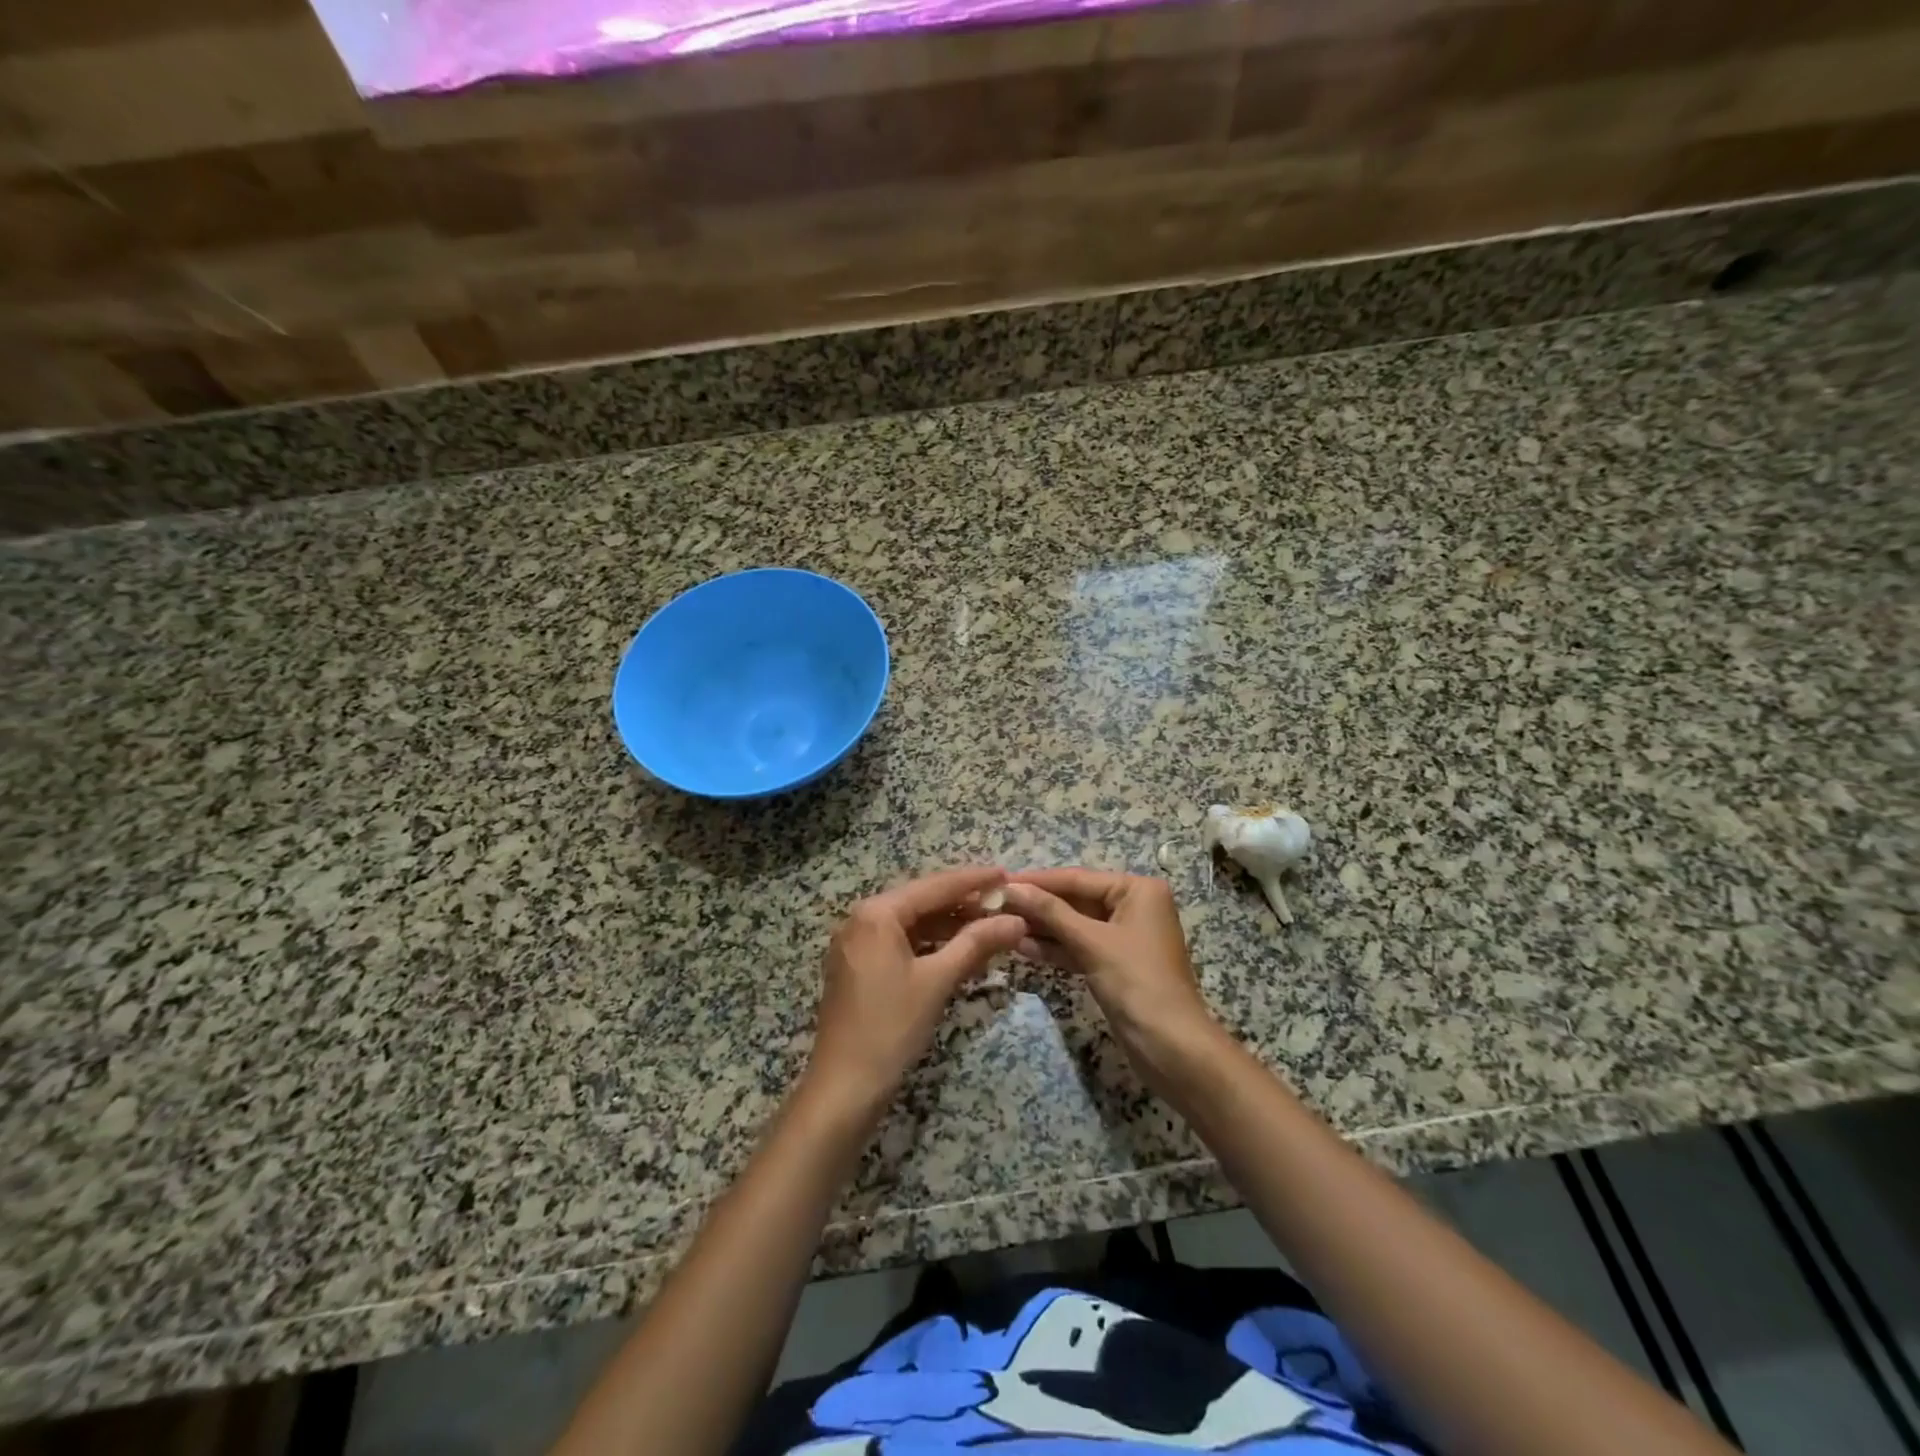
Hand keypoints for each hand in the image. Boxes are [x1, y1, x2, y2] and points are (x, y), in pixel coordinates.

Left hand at [804, 866, 1026, 1116]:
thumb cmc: (891, 1027)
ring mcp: (856, 943)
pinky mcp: (858, 966)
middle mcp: (861, 919)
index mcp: (876, 913)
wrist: (844, 1086)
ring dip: (948, 925)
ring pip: (911, 923)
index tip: (1006, 875)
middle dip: (962, 903)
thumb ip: (976, 943)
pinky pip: (900, 942)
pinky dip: (929, 944)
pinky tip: (958, 950)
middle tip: (1002, 902)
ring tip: (988, 926)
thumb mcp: (938, 980)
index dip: (973, 880)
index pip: (934, 886)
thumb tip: (1016, 920)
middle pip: (921, 901)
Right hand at [1002, 869, 1223, 1082]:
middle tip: (995, 905)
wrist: (1170, 1046)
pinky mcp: (1114, 963)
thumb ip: (1050, 912)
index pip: (1077, 878)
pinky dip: (1055, 948)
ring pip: (1075, 925)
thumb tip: (1012, 888)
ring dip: (1042, 927)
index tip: (1000, 881)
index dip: (1038, 881)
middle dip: (1038, 905)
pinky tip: (1021, 947)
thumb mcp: (1091, 942)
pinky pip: (1080, 947)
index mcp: (1138, 890)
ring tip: (1001, 925)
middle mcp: (1133, 906)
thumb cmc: (1136, 981)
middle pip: (1075, 900)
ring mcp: (1124, 936)